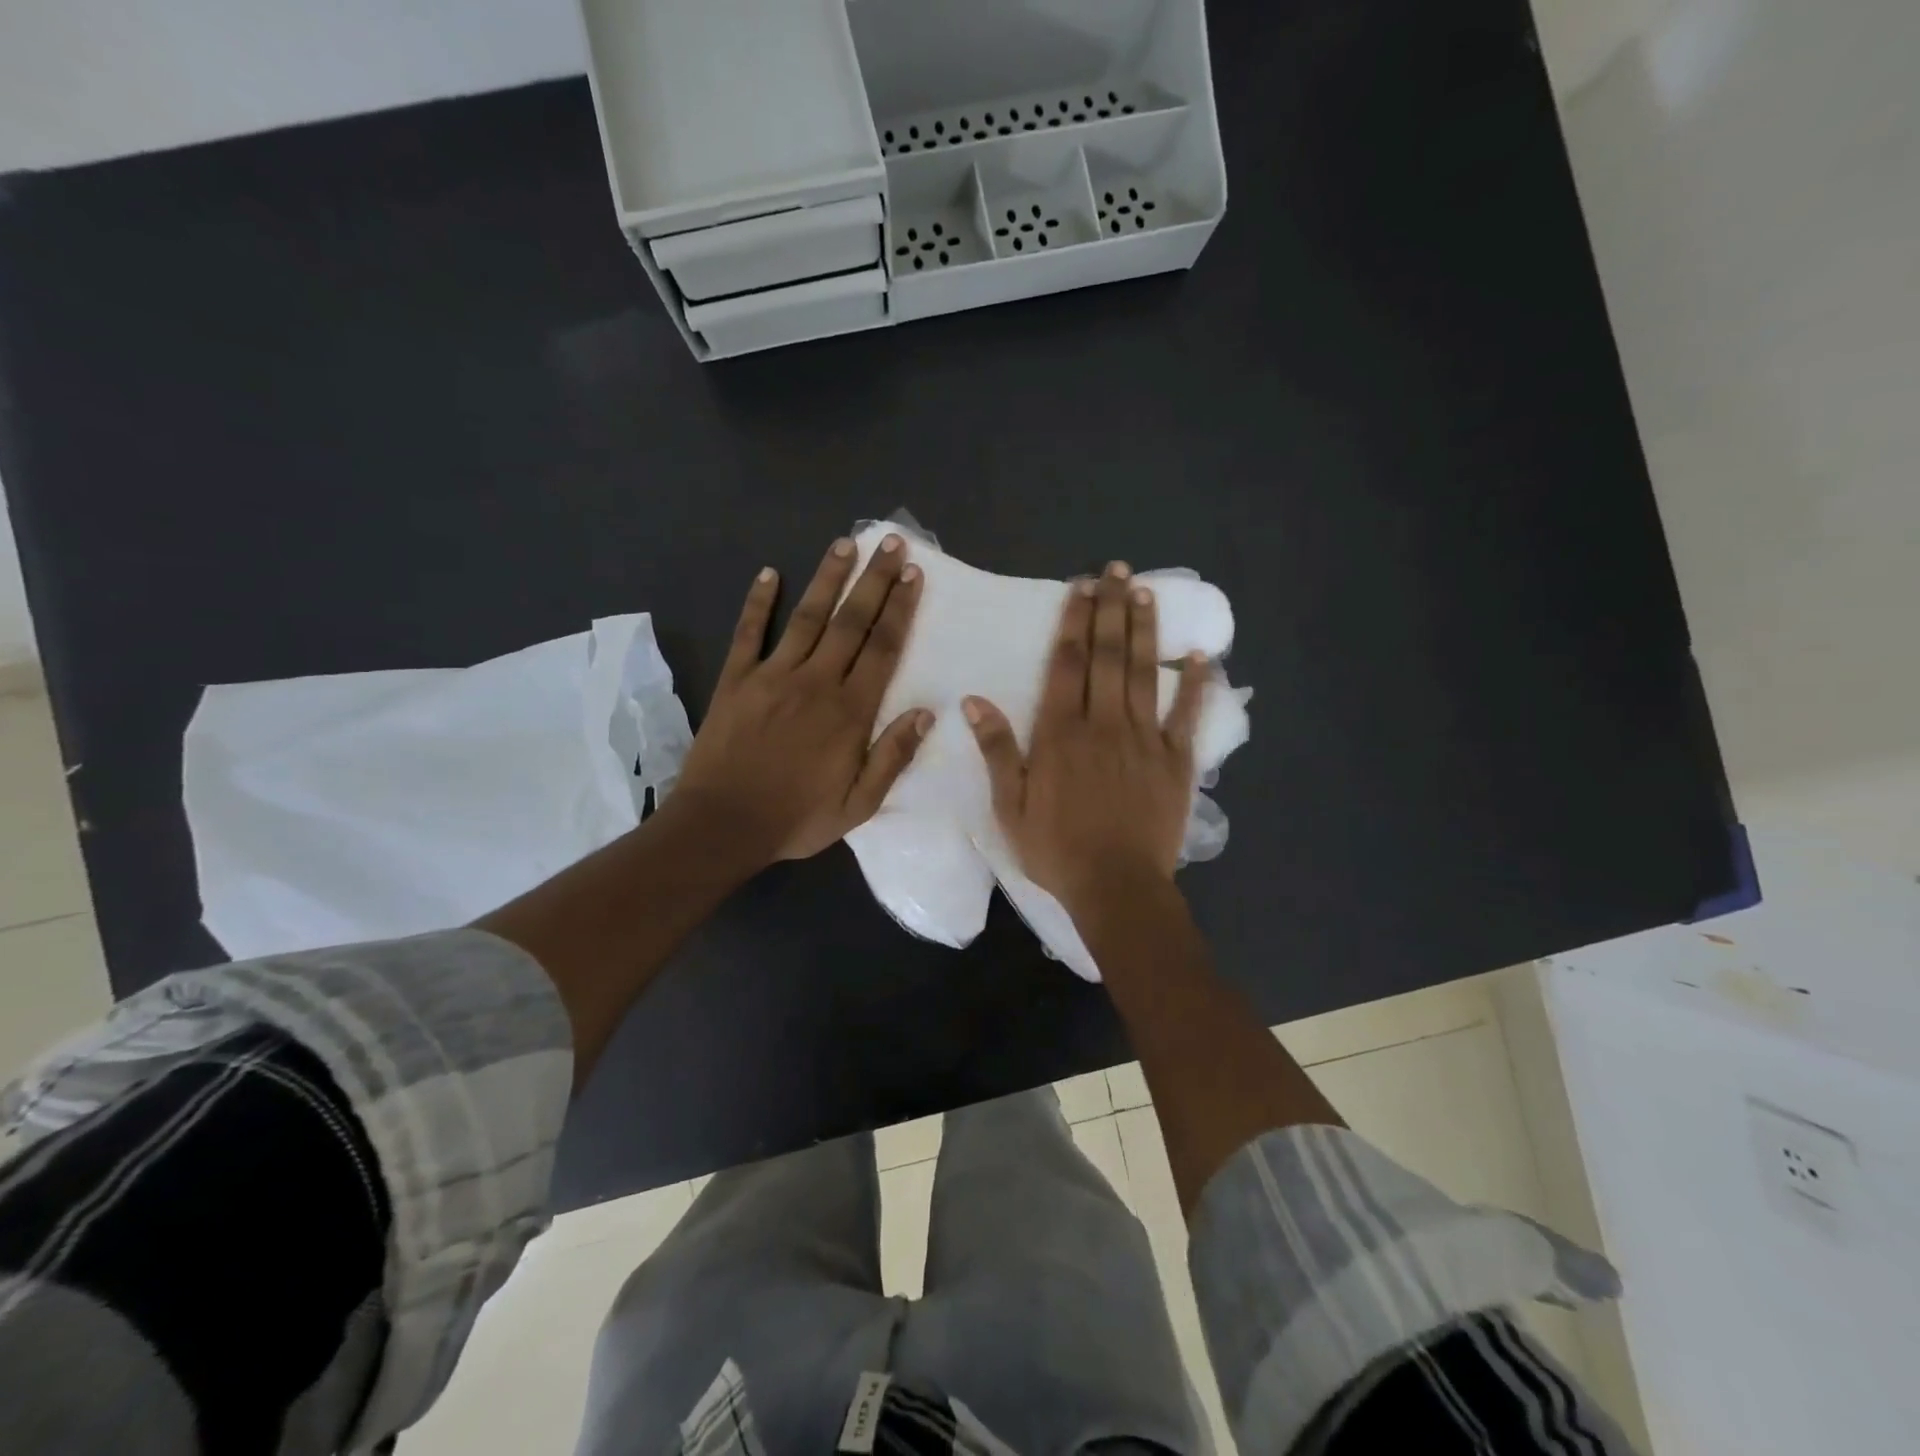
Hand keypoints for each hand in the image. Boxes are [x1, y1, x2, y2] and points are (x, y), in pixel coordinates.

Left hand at [676, 534, 929, 866]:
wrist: (723, 824)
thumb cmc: (797, 818)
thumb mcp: (858, 805)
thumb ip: (892, 757)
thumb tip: (926, 713)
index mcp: (850, 711)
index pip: (883, 648)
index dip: (900, 608)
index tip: (913, 574)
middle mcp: (816, 681)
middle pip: (851, 621)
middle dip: (874, 580)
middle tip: (890, 542)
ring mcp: (773, 675)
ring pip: (806, 616)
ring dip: (827, 578)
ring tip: (844, 544)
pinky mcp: (736, 679)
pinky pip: (749, 633)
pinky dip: (758, 602)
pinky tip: (768, 573)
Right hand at [964, 561, 1207, 918]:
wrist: (1116, 886)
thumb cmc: (1056, 849)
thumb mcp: (1009, 806)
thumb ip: (996, 750)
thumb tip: (974, 701)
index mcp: (1061, 733)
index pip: (1068, 664)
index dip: (1074, 622)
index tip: (1081, 589)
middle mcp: (1104, 723)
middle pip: (1107, 656)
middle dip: (1110, 610)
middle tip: (1116, 571)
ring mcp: (1144, 739)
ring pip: (1143, 673)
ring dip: (1144, 631)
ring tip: (1145, 593)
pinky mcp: (1176, 760)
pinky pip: (1186, 714)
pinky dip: (1194, 684)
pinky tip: (1199, 656)